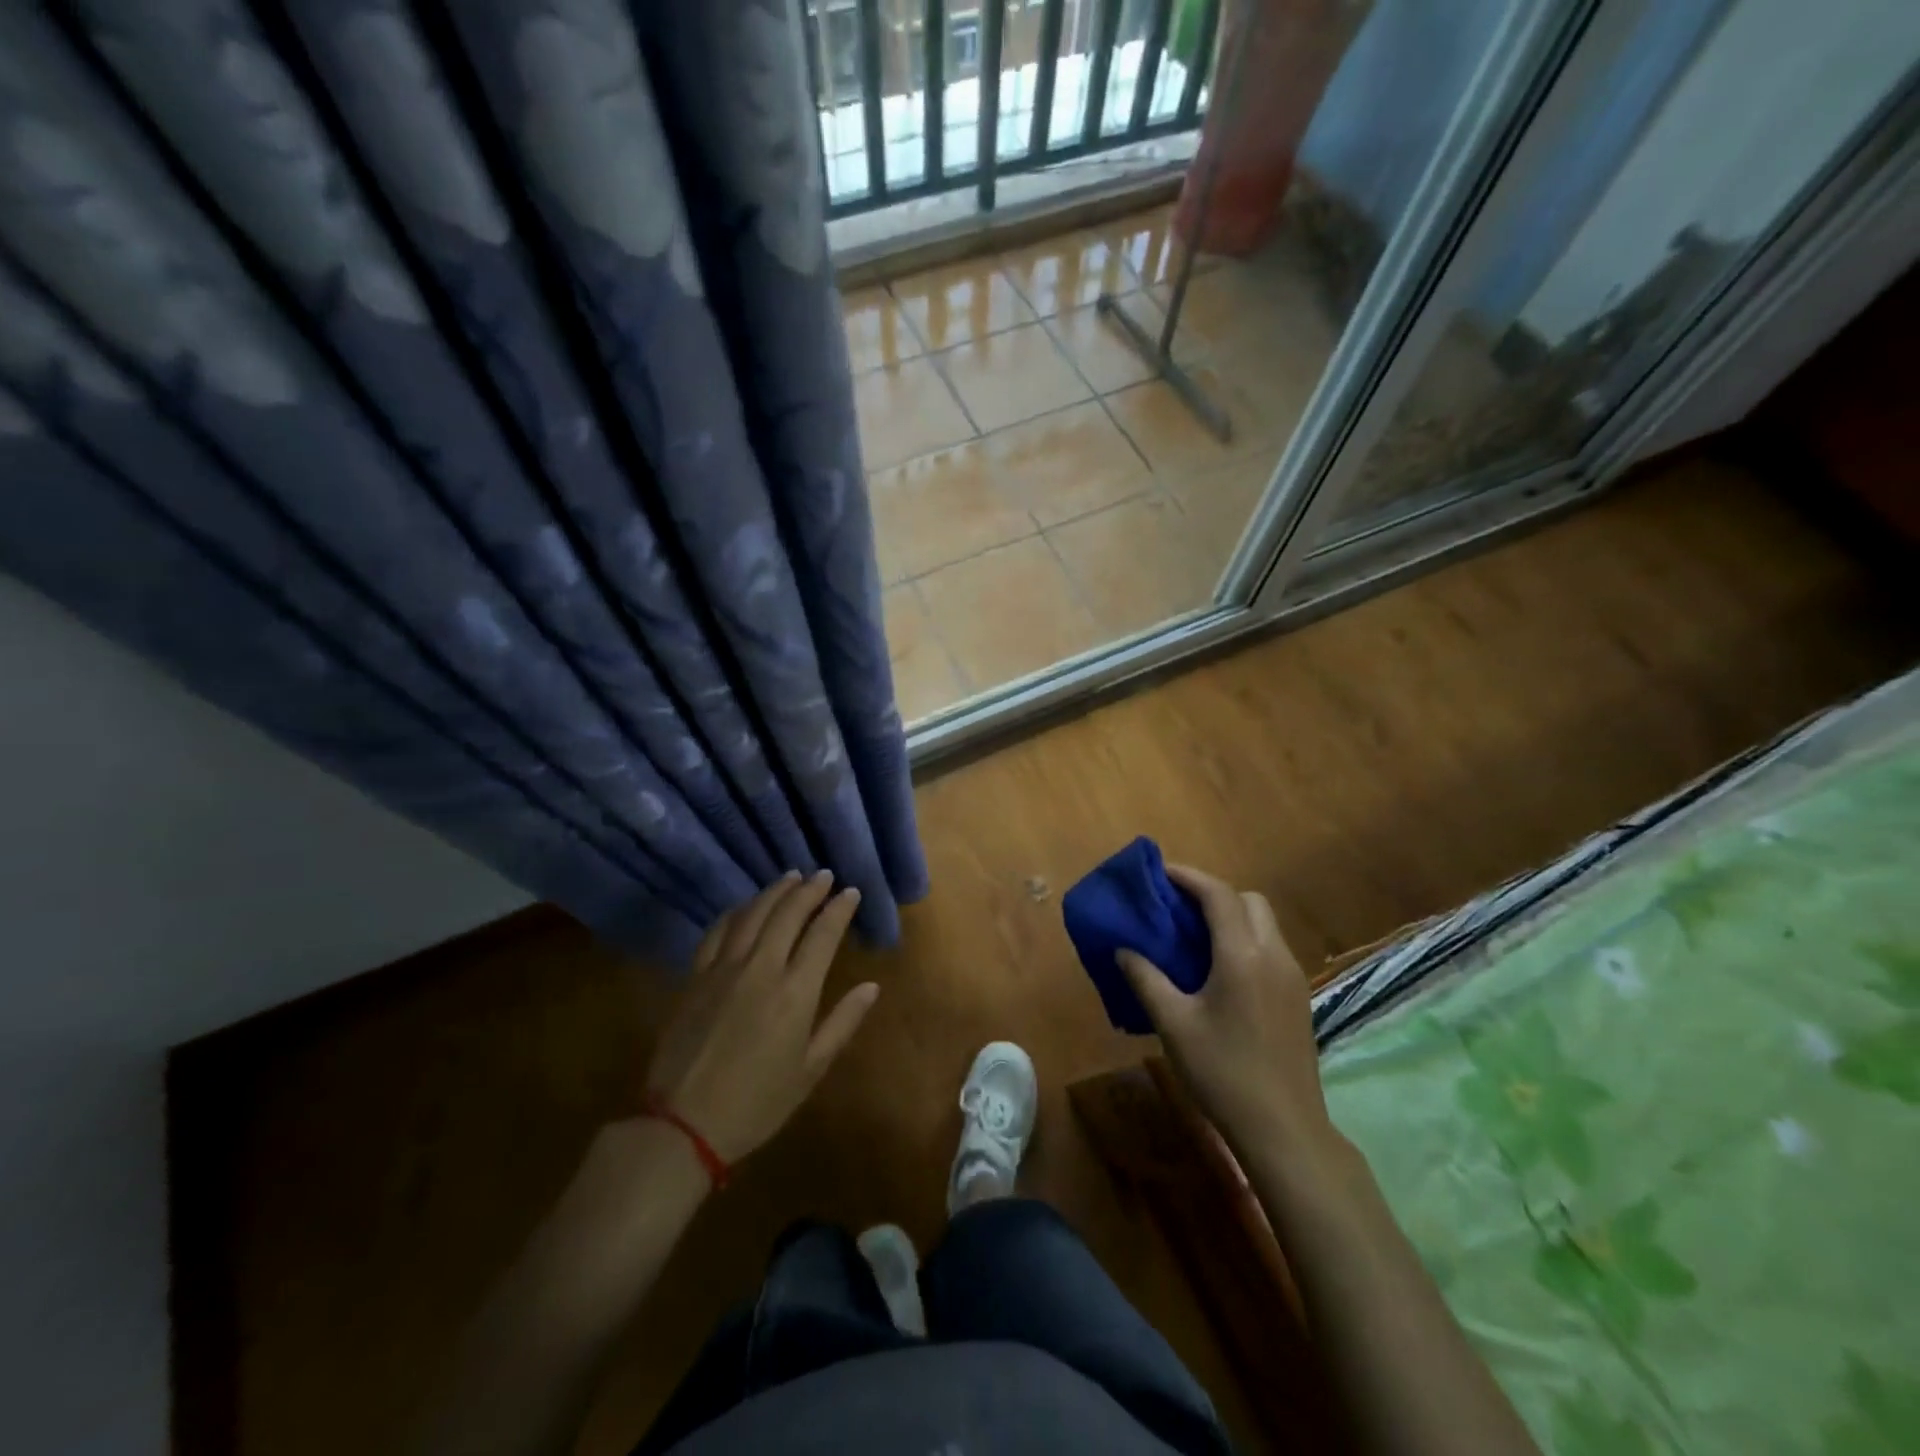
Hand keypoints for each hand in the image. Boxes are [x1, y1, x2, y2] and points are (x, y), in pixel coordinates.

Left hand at [644, 871, 877, 1164]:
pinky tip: (745, 907)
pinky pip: (718, 931)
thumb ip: (842, 1023)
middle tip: (823, 876)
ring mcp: (724, 969)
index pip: (823, 934)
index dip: (839, 909)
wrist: (683, 1124)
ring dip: (775, 892)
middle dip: (809, 890)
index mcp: (795, 992)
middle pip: (788, 913)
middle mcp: (761, 969)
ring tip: (791, 877)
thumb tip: (872, 987)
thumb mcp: (810, 1070)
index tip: (850, 892)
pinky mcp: (696, 977)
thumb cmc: (757, 1102)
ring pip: (753, 914)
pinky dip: (736, 911)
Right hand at [1118, 865, 1332, 1156]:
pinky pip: (1271, 948)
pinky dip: (1245, 940)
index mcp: (1242, 955)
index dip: (1188, 876)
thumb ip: (1146, 979)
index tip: (1160, 872)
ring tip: (1195, 936)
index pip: (1218, 894)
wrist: (1285, 1129)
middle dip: (1214, 893)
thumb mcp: (1173, 1024)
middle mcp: (1273, 955)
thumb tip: (1122, 949)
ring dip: (1232, 916)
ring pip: (1264, 923)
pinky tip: (1220, 971)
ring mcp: (1292, 976)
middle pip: (1248, 900)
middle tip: (1179, 908)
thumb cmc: (1222, 1072)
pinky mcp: (1299, 997)